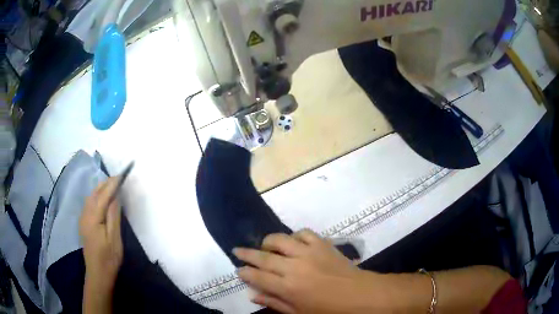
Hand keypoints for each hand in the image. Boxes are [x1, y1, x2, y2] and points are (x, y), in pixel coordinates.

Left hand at [79, 177, 122, 312]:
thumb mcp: (114, 238)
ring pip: (91, 197)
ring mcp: (83, 218)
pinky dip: (97, 196)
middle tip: (119, 178)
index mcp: (93, 217)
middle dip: (106, 183)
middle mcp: (85, 214)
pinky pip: (89, 203)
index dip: (113, 184)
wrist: (98, 274)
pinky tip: (103, 198)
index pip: (103, 195)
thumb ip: (113, 215)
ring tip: (113, 184)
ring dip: (101, 188)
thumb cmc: (109, 258)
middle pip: (95, 193)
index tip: (122, 174)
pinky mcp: (84, 223)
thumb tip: (116, 196)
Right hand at [234, 230, 372, 313]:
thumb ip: (275, 303)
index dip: (245, 272)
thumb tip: (252, 295)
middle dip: (246, 253)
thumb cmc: (330, 310)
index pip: (257, 277)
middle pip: (263, 257)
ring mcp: (309, 252)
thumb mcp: (300, 313)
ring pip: (280, 239)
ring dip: (268, 241)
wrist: (361, 295)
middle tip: (237, 250)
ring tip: (265, 247)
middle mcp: (294, 267)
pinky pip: (304, 233)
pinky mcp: (323, 244)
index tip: (237, 269)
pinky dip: (294, 235)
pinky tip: (293, 242)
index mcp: (288, 288)